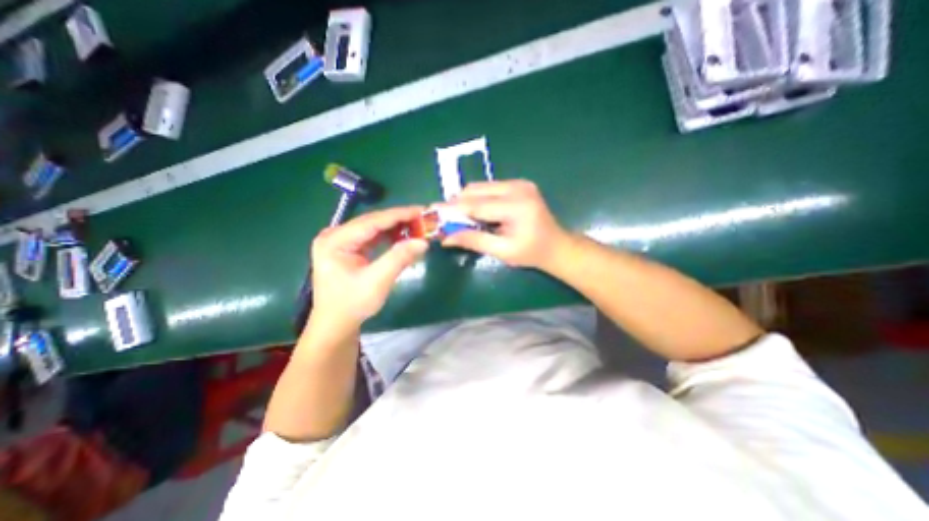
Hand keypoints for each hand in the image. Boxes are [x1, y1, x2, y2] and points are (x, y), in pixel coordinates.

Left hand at [312, 206, 428, 329]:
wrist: (336, 324)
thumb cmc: (353, 304)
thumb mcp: (377, 281)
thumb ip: (399, 258)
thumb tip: (423, 241)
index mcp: (335, 240)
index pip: (372, 221)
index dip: (398, 215)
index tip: (421, 210)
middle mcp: (334, 235)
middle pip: (372, 222)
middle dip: (399, 220)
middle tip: (423, 218)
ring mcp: (340, 241)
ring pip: (373, 228)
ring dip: (395, 227)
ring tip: (417, 226)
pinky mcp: (348, 248)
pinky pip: (372, 237)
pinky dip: (389, 236)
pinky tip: (402, 236)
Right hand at [441, 180, 569, 270]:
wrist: (556, 245)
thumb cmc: (531, 253)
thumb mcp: (502, 251)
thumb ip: (474, 241)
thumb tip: (446, 238)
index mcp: (516, 206)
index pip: (476, 205)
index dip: (452, 209)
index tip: (433, 212)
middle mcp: (518, 188)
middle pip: (476, 190)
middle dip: (458, 203)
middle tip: (446, 219)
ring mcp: (520, 183)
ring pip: (481, 187)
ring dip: (467, 200)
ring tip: (461, 217)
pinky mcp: (519, 184)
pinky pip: (490, 187)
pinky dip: (479, 198)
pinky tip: (478, 212)